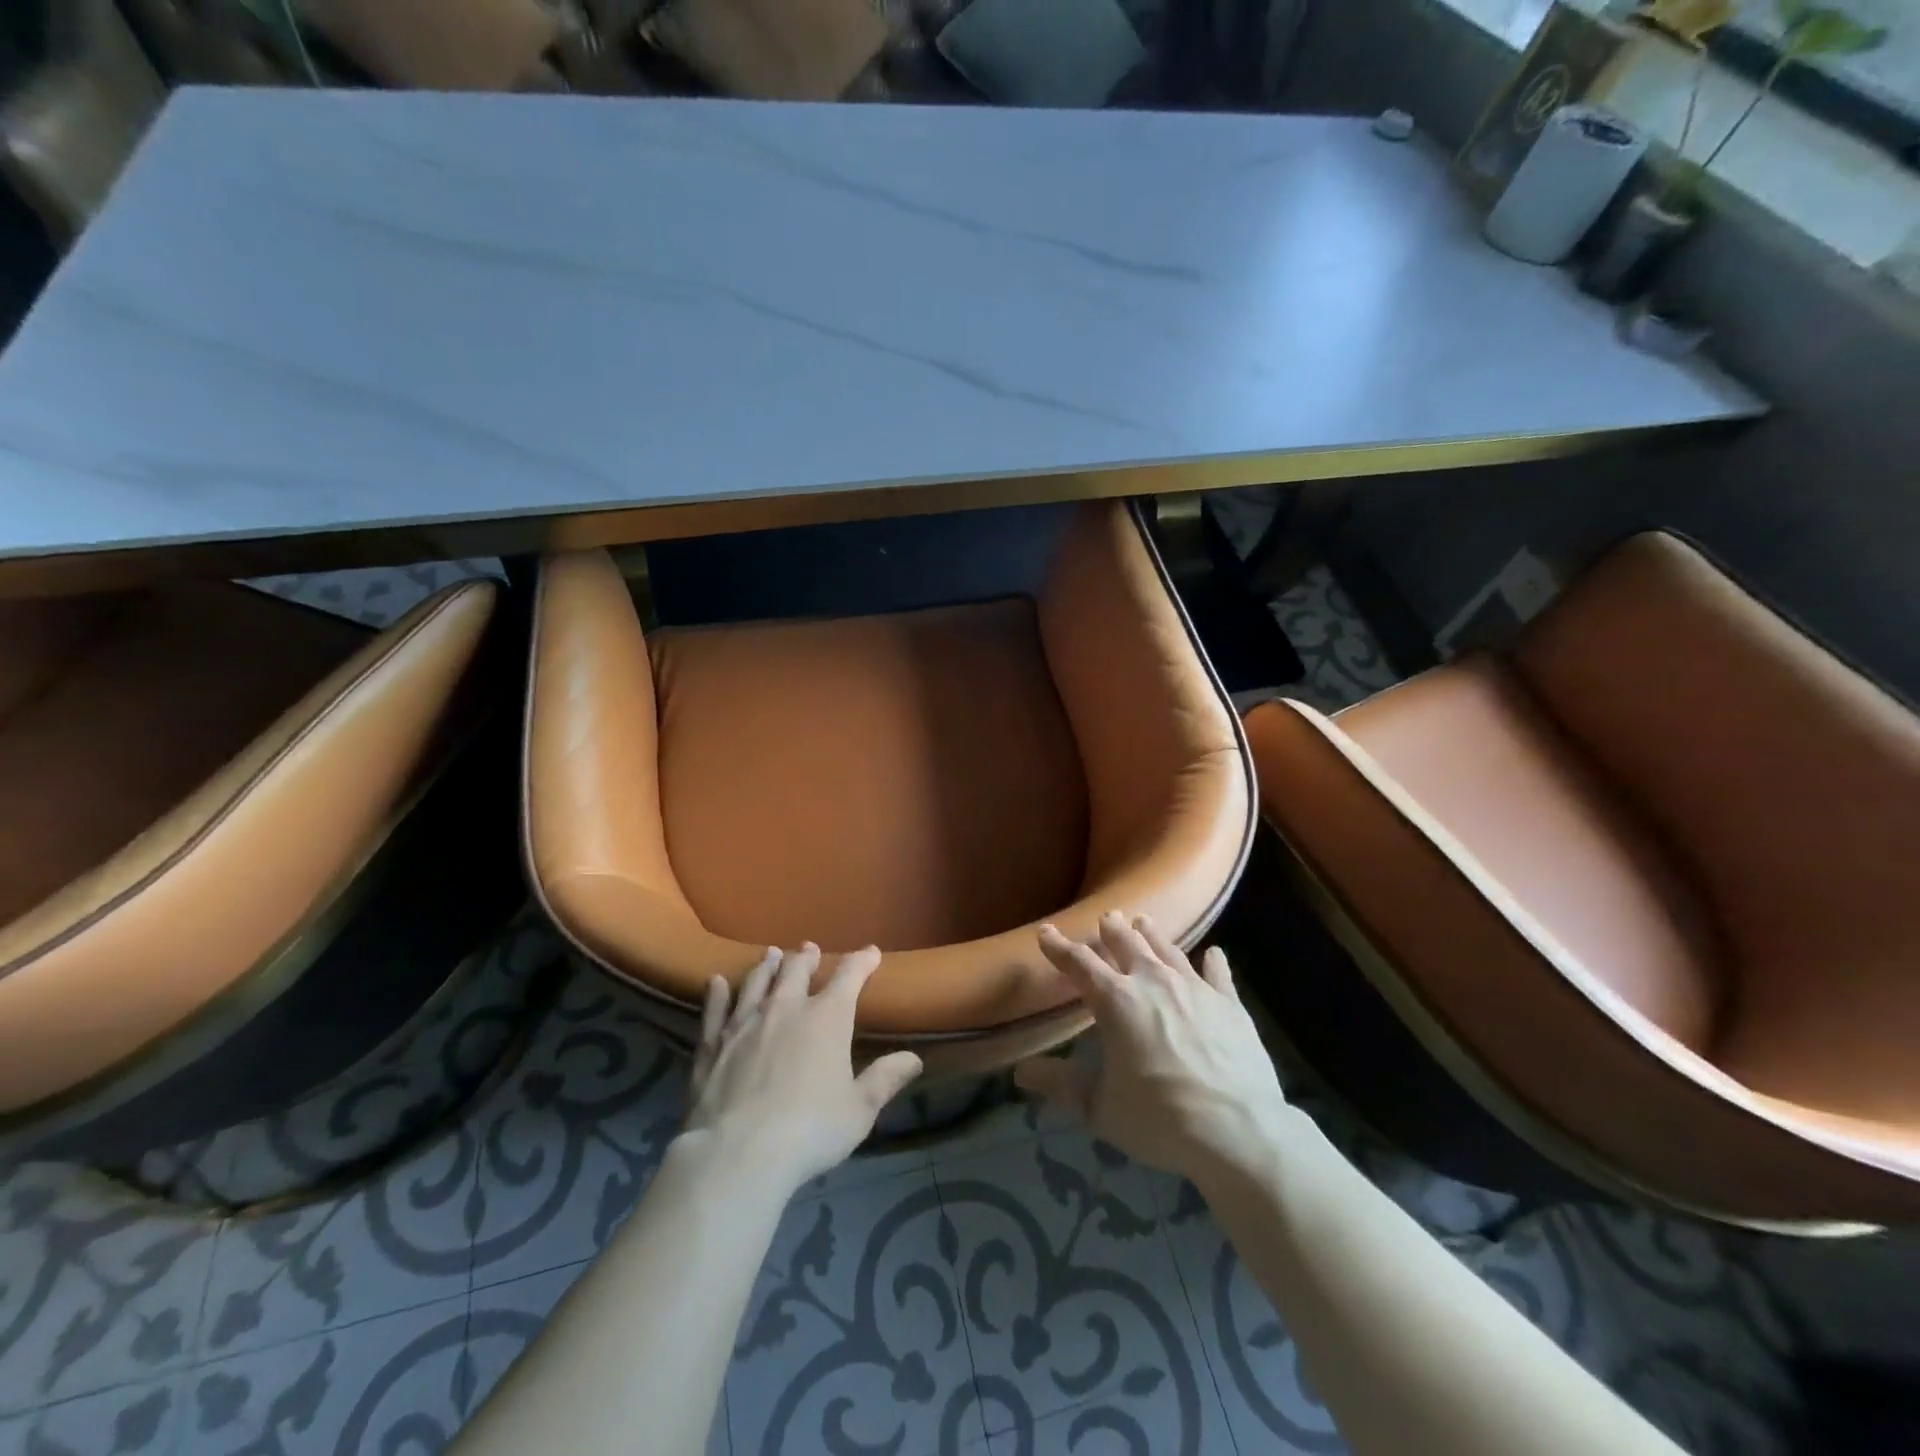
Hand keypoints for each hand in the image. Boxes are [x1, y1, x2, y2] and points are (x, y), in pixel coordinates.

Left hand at [683, 943, 923, 1194]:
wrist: (738, 1154)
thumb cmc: (810, 1130)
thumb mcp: (859, 1110)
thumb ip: (885, 1079)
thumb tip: (914, 1059)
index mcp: (827, 1018)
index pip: (849, 976)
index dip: (862, 961)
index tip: (871, 953)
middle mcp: (786, 1008)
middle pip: (797, 970)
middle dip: (806, 956)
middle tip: (809, 948)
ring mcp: (745, 1023)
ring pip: (757, 982)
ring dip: (767, 966)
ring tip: (771, 954)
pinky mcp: (712, 1044)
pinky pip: (715, 1009)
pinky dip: (717, 993)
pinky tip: (716, 982)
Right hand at [1015, 913, 1290, 1184]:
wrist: (1237, 1130)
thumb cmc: (1159, 1118)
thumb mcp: (1099, 1108)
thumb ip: (1061, 1086)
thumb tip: (1021, 1072)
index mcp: (1116, 1001)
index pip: (1079, 964)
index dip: (1059, 947)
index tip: (1046, 932)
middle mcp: (1153, 982)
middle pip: (1127, 944)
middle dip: (1112, 929)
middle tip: (1107, 917)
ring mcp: (1194, 988)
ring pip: (1168, 949)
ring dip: (1153, 935)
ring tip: (1144, 922)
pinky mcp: (1229, 1003)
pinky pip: (1218, 973)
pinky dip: (1213, 961)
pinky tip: (1214, 954)